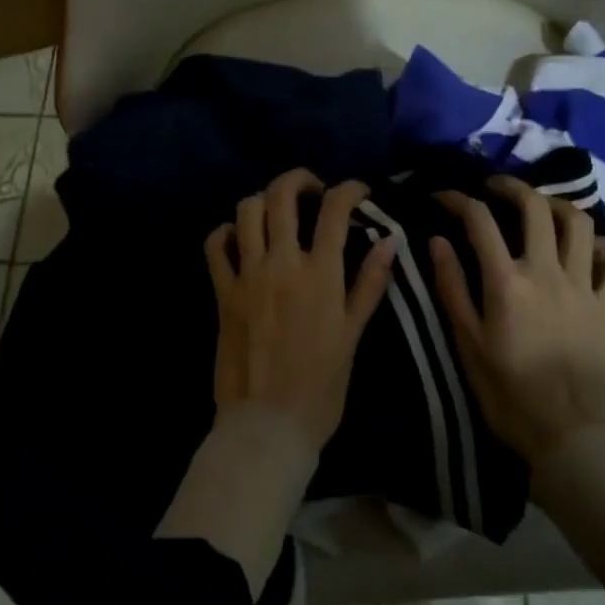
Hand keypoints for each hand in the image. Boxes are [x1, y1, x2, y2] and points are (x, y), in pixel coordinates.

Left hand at [204, 169, 398, 451]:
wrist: (268, 426)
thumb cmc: (321, 387)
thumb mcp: (353, 335)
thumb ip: (370, 283)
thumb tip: (389, 239)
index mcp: (321, 275)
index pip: (334, 210)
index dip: (348, 189)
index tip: (357, 190)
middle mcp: (282, 264)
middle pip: (282, 195)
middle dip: (299, 179)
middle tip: (312, 188)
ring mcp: (247, 275)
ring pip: (247, 211)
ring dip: (263, 200)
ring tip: (277, 211)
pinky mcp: (222, 291)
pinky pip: (215, 245)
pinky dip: (226, 231)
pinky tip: (238, 236)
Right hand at [430, 176, 604, 465]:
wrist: (565, 434)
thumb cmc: (507, 390)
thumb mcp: (467, 341)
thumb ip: (452, 286)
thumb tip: (437, 241)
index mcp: (506, 281)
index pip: (479, 220)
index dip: (457, 199)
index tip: (442, 196)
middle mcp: (546, 272)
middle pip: (534, 207)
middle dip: (511, 186)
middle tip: (494, 187)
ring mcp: (583, 287)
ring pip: (579, 224)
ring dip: (557, 205)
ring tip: (540, 208)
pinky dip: (604, 247)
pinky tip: (588, 249)